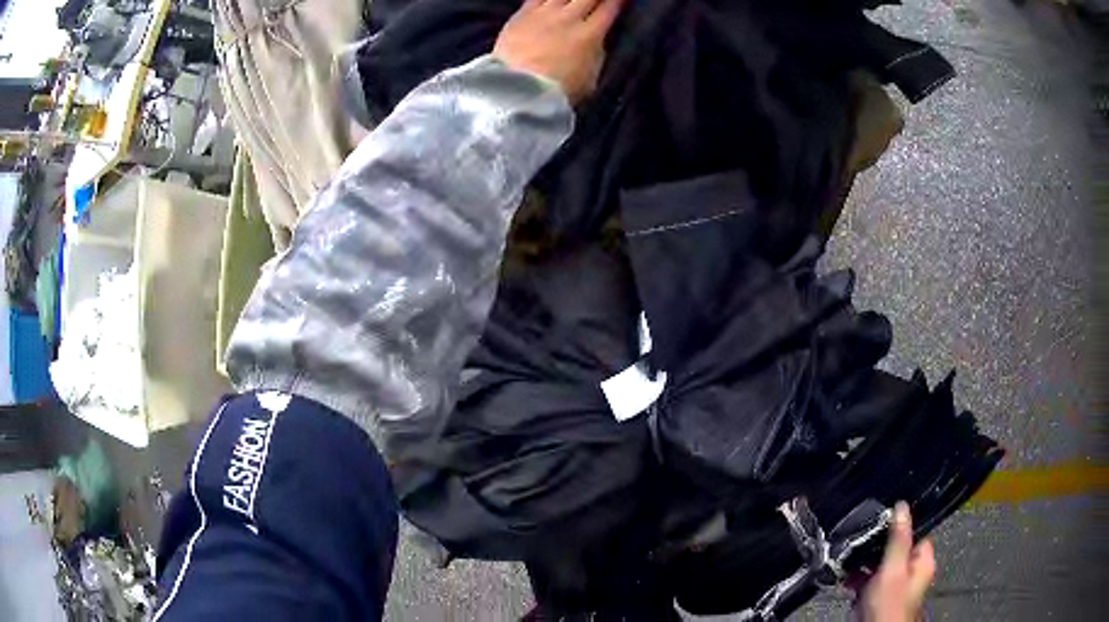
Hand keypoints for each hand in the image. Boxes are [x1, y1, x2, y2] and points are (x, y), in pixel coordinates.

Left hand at [493, 0, 623, 102]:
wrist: (520, 90)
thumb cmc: (559, 91)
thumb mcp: (591, 77)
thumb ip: (596, 54)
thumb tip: (597, 41)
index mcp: (590, 34)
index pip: (609, 8)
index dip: (617, 1)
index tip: (621, 0)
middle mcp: (569, 18)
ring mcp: (544, 14)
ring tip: (575, 0)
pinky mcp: (521, 15)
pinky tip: (550, 0)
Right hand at [858, 502, 935, 621]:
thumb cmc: (889, 603)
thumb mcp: (893, 568)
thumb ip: (898, 538)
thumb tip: (902, 505)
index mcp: (923, 561)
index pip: (916, 533)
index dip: (900, 525)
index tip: (881, 520)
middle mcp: (910, 572)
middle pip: (895, 548)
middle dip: (876, 546)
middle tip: (860, 543)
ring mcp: (892, 585)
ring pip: (878, 564)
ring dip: (863, 563)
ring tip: (849, 561)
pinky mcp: (875, 596)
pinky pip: (867, 580)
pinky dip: (856, 578)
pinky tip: (845, 577)